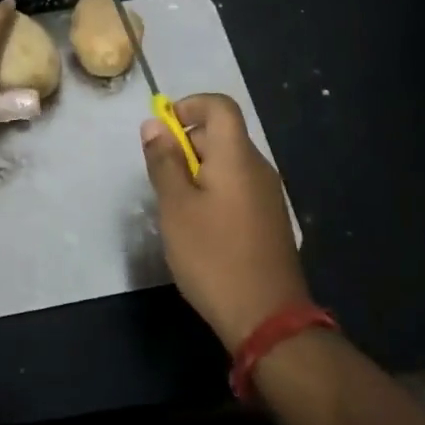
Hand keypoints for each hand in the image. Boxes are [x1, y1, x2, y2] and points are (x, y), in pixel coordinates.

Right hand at [141, 93, 310, 350]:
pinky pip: (237, 187)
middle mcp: (258, 167)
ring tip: (175, 207)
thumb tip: (154, 124)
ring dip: (197, 171)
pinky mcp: (269, 220)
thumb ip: (164, 161)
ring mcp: (268, 195)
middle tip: (160, 179)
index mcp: (236, 156)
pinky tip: (199, 228)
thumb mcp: (175, 206)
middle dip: (186, 144)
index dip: (189, 106)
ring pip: (228, 164)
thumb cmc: (213, 256)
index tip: (162, 131)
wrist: (267, 318)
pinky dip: (213, 192)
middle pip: (222, 134)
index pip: (220, 106)